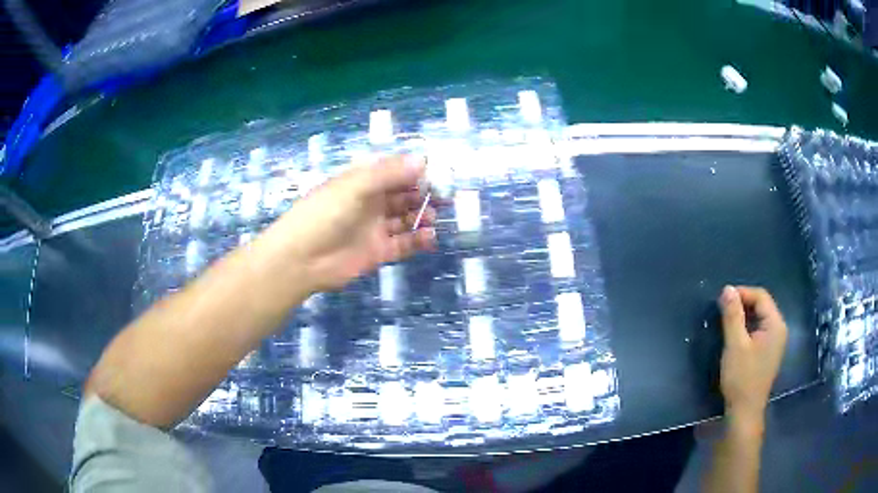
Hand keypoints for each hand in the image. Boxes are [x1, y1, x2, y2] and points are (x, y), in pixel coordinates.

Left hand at [277, 155, 436, 292]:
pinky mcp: (378, 252)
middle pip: (403, 195)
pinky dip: (418, 240)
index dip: (415, 172)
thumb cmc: (324, 214)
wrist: (301, 259)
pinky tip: (429, 237)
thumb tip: (423, 160)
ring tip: (433, 217)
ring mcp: (374, 228)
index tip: (437, 174)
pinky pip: (403, 244)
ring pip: (405, 219)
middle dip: (423, 195)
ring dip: (421, 217)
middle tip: (442, 197)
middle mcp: (371, 203)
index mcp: (362, 182)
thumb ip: (389, 174)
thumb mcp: (355, 186)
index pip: (394, 172)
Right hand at [717, 286, 787, 427]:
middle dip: (743, 304)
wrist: (744, 412)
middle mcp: (779, 329)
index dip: (742, 293)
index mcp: (775, 324)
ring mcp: (776, 342)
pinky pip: (759, 331)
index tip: (722, 299)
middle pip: (762, 305)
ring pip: (760, 318)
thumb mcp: (735, 345)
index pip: (761, 296)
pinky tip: (736, 337)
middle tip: (723, 310)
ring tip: (726, 322)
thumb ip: (732, 315)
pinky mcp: (769, 353)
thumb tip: (727, 288)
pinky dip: (747, 328)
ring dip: (744, 316)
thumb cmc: (741, 378)